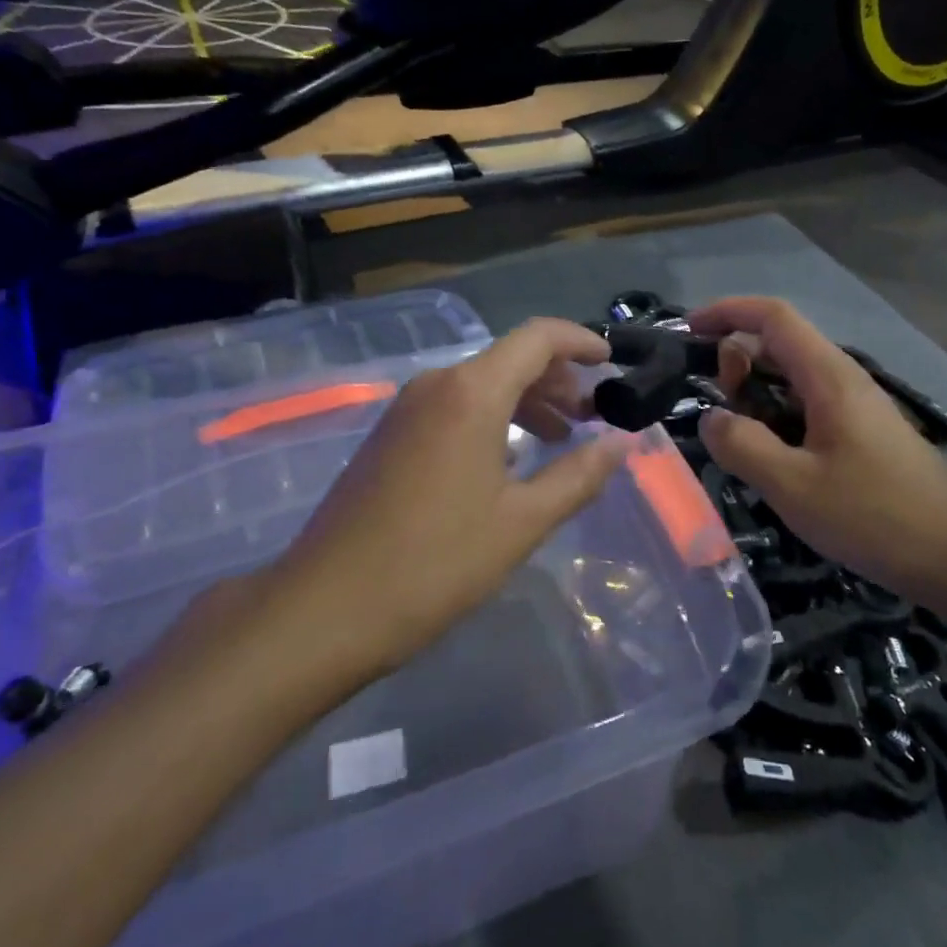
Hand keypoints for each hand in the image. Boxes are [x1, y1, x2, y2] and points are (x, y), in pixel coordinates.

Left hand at [265, 318, 632, 677]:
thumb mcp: (521, 522)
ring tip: (560, 437)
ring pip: (481, 383)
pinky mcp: (391, 434)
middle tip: (592, 416)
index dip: (580, 341)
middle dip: (557, 379)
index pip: (538, 337)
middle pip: (510, 358)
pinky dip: (493, 417)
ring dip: (526, 400)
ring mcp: (407, 408)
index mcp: (471, 392)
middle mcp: (437, 384)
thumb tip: (623, 442)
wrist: (324, 608)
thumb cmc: (435, 562)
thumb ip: (579, 475)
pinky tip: (509, 458)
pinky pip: (455, 405)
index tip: (611, 363)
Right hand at [691, 297, 946, 619]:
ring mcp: (853, 408)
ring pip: (790, 381)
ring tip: (737, 443)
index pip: (772, 316)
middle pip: (777, 345)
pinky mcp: (860, 437)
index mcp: (827, 375)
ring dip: (754, 398)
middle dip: (735, 363)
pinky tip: (770, 465)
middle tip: (717, 411)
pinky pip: (804, 410)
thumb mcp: (794, 485)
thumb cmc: (878, 515)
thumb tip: (711, 418)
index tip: (687, 332)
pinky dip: (774, 421)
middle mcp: (841, 379)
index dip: (726, 312)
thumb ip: (742, 446)